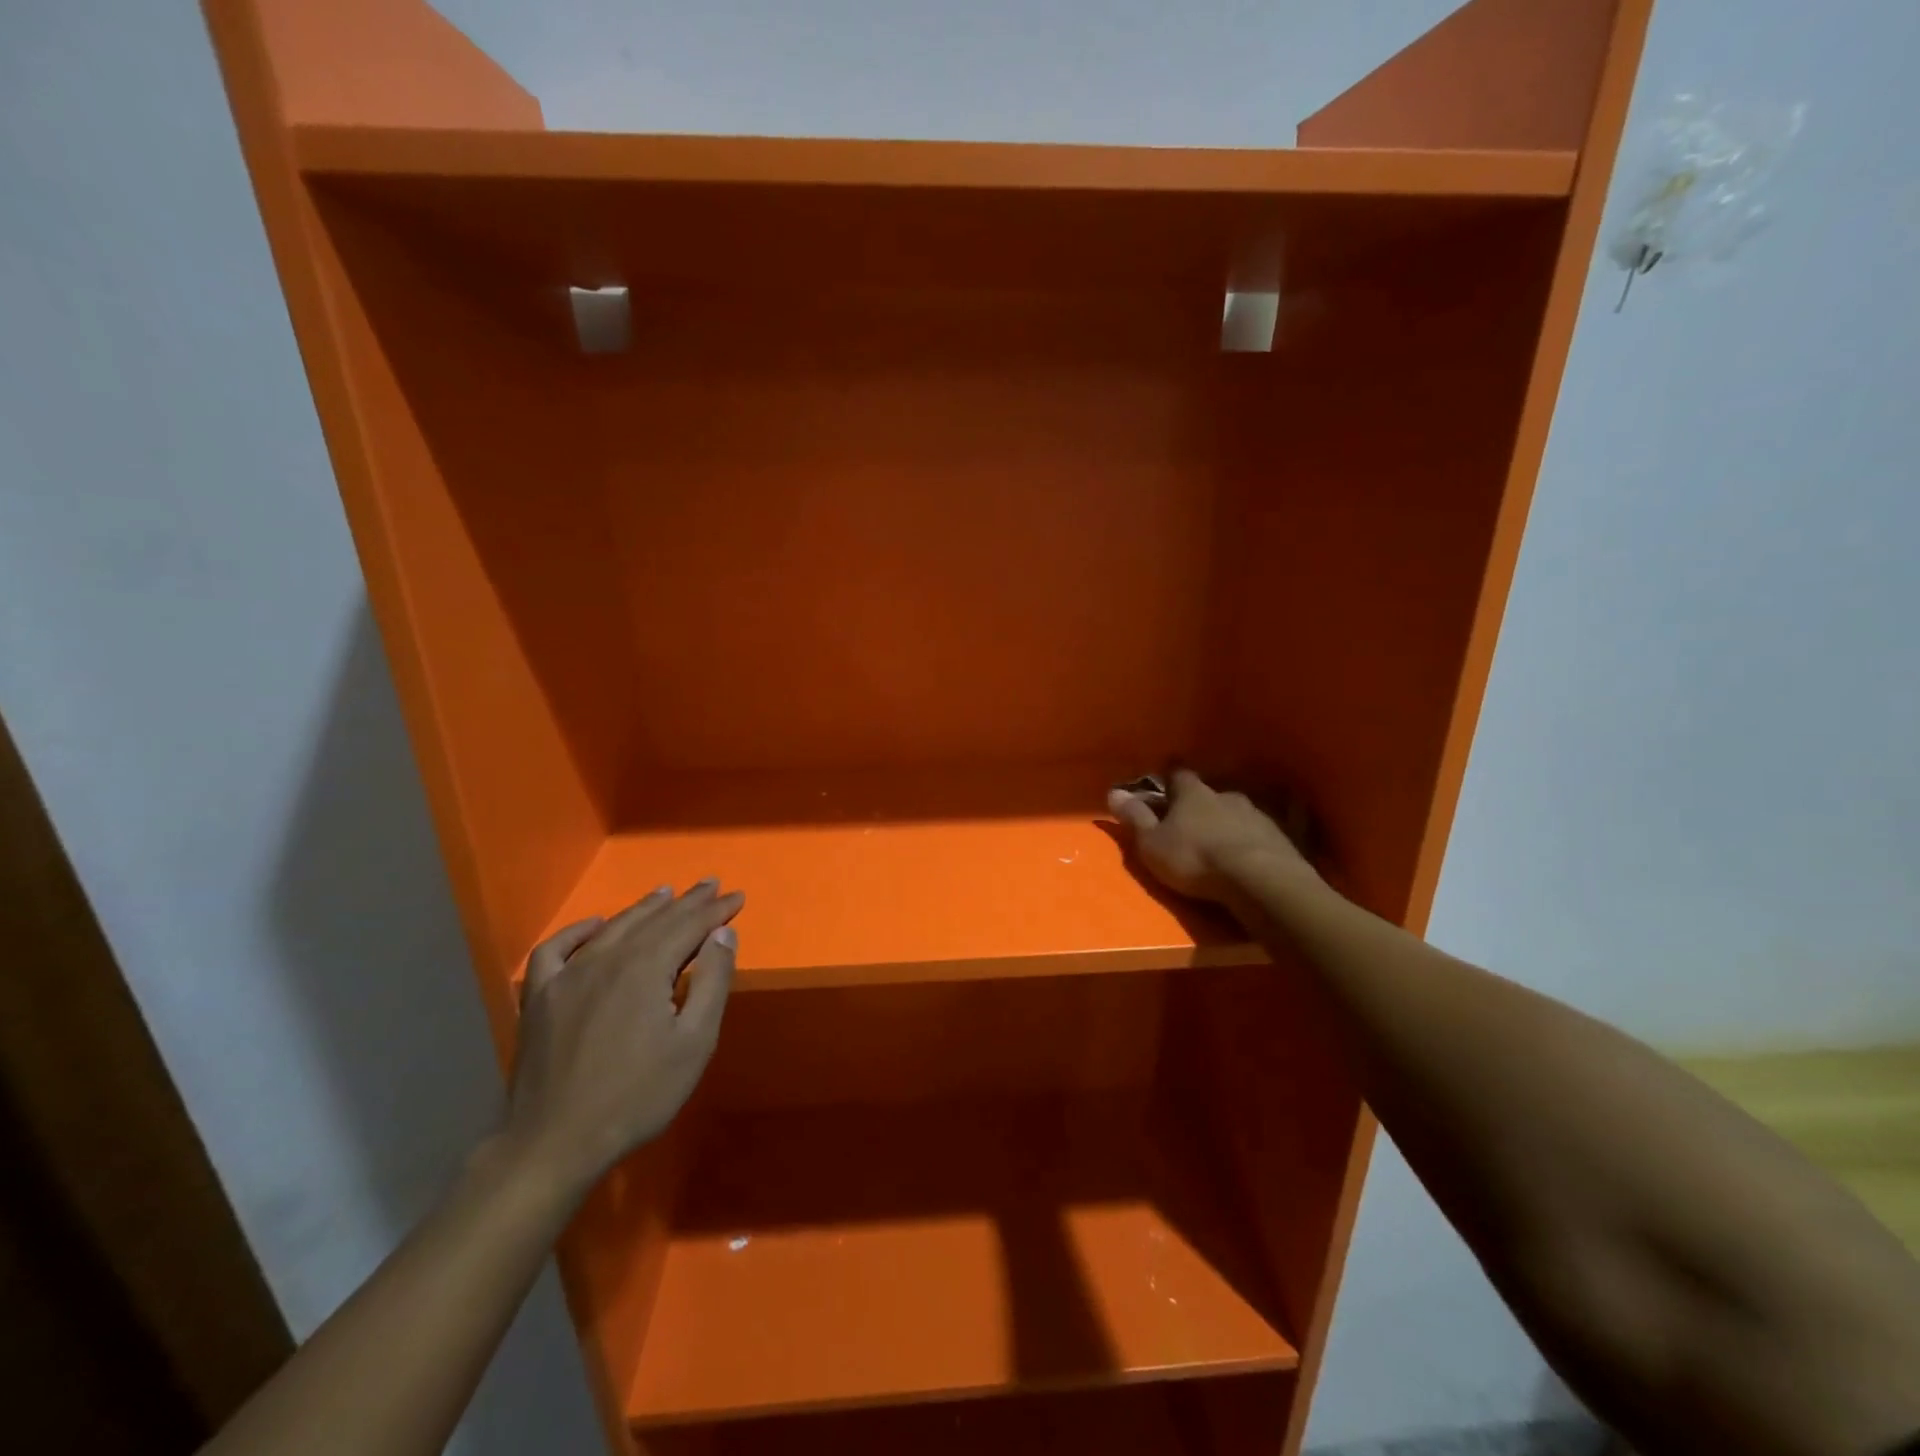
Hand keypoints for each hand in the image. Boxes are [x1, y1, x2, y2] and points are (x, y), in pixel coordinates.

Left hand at [502, 881, 742, 1197]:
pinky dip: (578, 931)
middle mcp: (607, 958)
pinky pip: (557, 949)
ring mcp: (567, 975)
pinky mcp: (539, 997)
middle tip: (711, 886)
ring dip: (645, 908)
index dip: (716, 910)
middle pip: (655, 919)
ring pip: (613, 927)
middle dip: (688, 902)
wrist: (555, 1142)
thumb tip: (723, 934)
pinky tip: (595, 925)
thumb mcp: (694, 1042)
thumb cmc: (637, 1095)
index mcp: (646, 967)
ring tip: (667, 893)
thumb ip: (712, 981)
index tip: (737, 897)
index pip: (689, 925)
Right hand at [1107, 769, 1316, 904]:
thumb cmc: (1195, 859)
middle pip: (1210, 794)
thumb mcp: (1153, 844)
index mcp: (1193, 793)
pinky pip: (1260, 834)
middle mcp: (1226, 795)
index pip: (1178, 773)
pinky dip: (1251, 842)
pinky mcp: (1282, 838)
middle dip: (1201, 805)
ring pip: (1237, 813)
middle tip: (1191, 822)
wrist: (1260, 880)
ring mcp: (1258, 814)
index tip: (1164, 784)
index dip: (1170, 778)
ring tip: (1220, 843)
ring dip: (1228, 824)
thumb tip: (1114, 792)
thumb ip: (1135, 818)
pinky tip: (1248, 857)